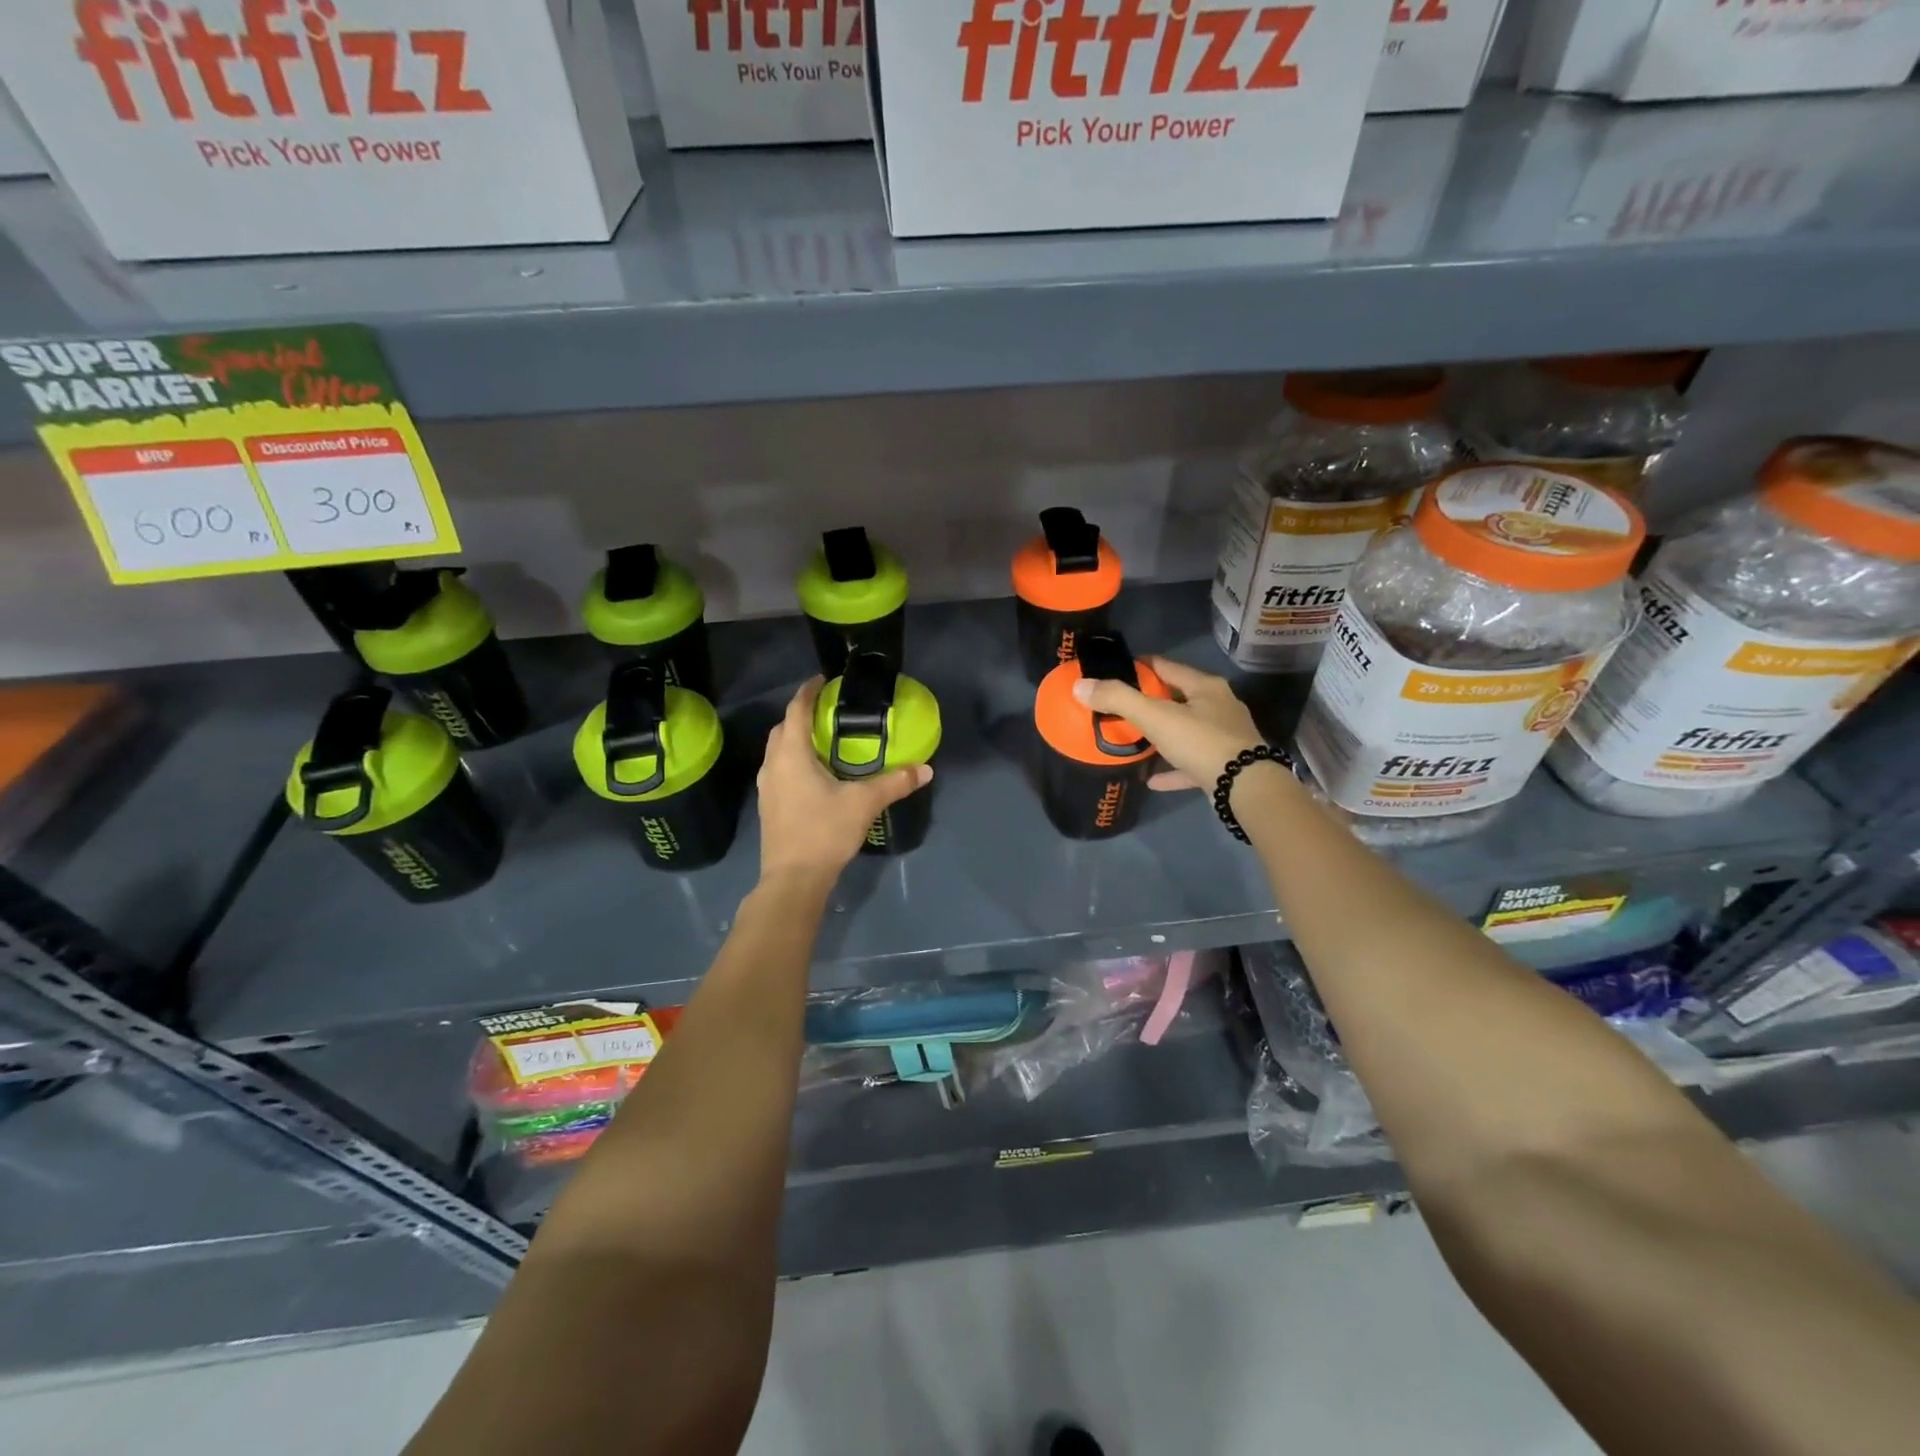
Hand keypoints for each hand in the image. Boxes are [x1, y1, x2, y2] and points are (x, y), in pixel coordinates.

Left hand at [756, 678, 931, 884]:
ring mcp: (767, 787)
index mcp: (791, 754)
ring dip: (796, 739)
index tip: (823, 679)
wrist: (793, 879)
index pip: (796, 710)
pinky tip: (815, 773)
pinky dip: (794, 760)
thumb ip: (895, 783)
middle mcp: (773, 765)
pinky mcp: (769, 806)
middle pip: (783, 728)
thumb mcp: (864, 803)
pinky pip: (780, 770)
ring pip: (778, 751)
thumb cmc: (824, 831)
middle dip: (801, 714)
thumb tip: (926, 769)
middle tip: (828, 710)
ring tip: (823, 739)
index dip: (808, 691)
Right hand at [1072, 657, 1264, 792]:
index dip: (1139, 666)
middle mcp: (1219, 706)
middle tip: (1119, 707)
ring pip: (1186, 730)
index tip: (1115, 672)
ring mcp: (1225, 737)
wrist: (1246, 788)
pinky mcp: (1226, 766)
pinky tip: (1152, 779)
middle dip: (1150, 701)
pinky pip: (1191, 763)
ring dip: (1162, 734)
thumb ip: (1118, 699)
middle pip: (1177, 697)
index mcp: (1205, 687)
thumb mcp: (1155, 717)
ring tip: (1134, 739)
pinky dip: (1172, 768)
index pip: (1166, 666)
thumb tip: (1080, 685)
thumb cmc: (1201, 742)